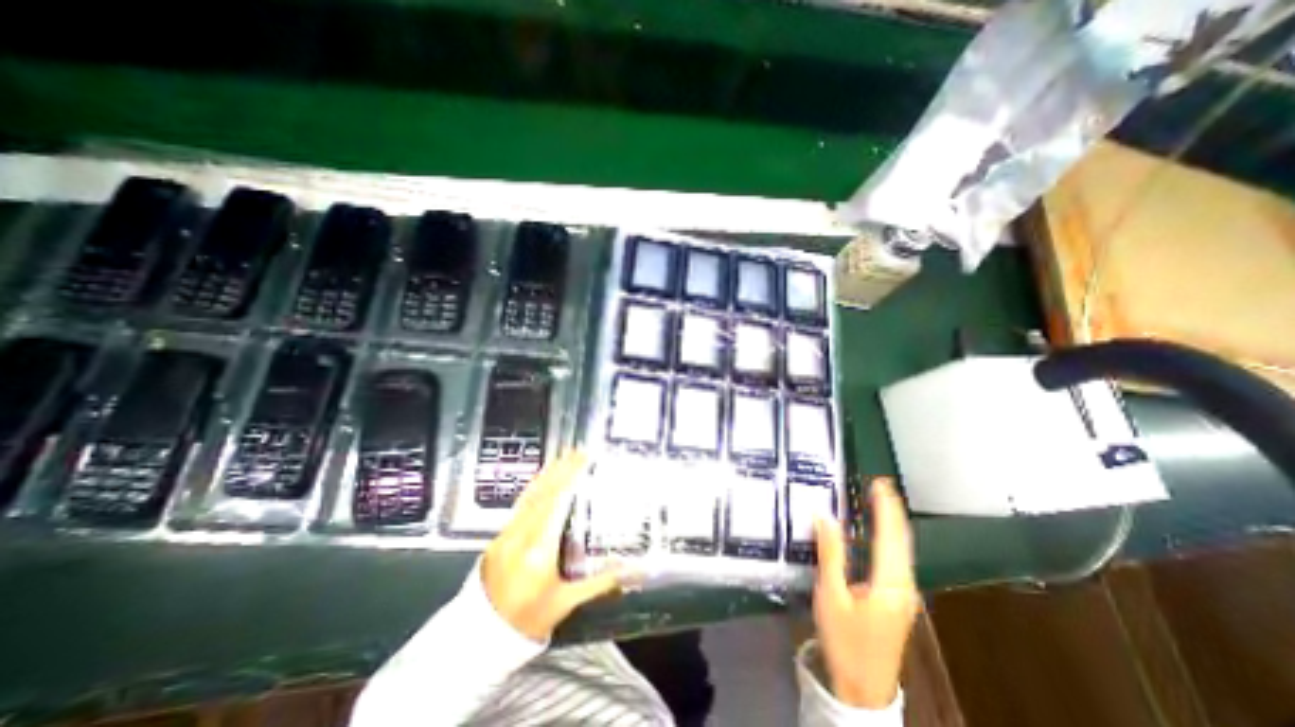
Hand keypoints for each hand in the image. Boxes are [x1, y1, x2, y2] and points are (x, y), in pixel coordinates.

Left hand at [480, 452, 621, 645]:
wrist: (480, 637)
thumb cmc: (528, 620)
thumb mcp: (567, 601)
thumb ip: (601, 582)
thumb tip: (633, 571)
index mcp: (540, 549)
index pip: (558, 503)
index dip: (570, 477)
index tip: (583, 460)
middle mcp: (522, 534)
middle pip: (544, 493)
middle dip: (562, 469)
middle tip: (577, 451)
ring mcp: (507, 533)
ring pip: (529, 495)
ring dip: (547, 474)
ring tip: (562, 457)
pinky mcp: (499, 535)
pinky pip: (520, 504)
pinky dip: (533, 487)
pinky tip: (541, 480)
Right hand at [808, 476, 918, 708]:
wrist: (863, 688)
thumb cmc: (844, 640)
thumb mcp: (831, 595)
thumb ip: (830, 553)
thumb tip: (825, 515)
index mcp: (889, 582)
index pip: (890, 535)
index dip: (886, 507)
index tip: (879, 483)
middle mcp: (904, 584)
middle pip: (901, 540)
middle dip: (892, 511)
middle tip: (880, 486)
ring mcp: (904, 593)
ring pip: (902, 550)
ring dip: (892, 523)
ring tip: (880, 501)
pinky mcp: (898, 599)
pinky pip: (897, 559)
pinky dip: (889, 538)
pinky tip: (879, 533)